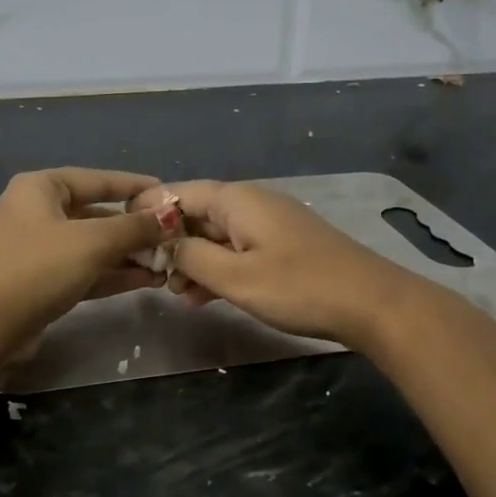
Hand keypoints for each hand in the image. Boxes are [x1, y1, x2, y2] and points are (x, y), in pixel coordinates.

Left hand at [0, 168, 167, 332]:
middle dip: (132, 228)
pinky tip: (144, 280)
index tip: (165, 191)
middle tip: (169, 235)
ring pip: (88, 246)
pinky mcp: (37, 282)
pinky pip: (80, 270)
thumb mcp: (93, 242)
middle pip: (93, 214)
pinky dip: (109, 274)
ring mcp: (33, 249)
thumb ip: (134, 227)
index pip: (95, 179)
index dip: (132, 185)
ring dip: (125, 254)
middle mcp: (34, 212)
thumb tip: (170, 215)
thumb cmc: (40, 267)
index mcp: (39, 188)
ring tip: (164, 262)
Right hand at [134, 180, 420, 347]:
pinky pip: (238, 249)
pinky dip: (218, 267)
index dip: (149, 211)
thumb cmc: (299, 287)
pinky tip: (204, 296)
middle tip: (149, 275)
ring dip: (193, 260)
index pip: (179, 192)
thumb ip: (193, 257)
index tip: (122, 234)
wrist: (373, 304)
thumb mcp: (236, 277)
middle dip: (171, 242)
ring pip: (217, 235)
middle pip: (197, 213)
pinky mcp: (283, 245)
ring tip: (175, 292)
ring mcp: (270, 224)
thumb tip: (166, 244)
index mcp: (236, 200)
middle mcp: (251, 203)